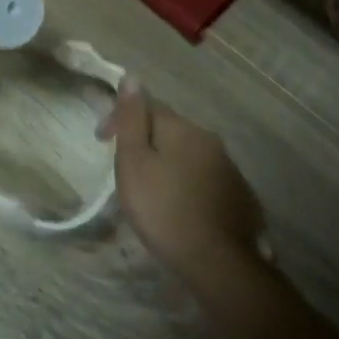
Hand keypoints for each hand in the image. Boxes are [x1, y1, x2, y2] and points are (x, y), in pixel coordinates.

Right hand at [100, 79, 265, 293]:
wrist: (217, 261)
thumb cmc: (164, 209)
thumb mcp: (134, 163)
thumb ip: (131, 120)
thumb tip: (131, 77)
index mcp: (182, 128)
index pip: (147, 106)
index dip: (120, 118)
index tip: (100, 141)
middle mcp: (208, 139)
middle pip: (168, 129)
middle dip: (144, 141)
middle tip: (123, 169)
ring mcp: (227, 167)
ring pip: (187, 153)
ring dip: (166, 162)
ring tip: (149, 190)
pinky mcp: (238, 194)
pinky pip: (203, 176)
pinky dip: (185, 183)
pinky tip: (178, 205)